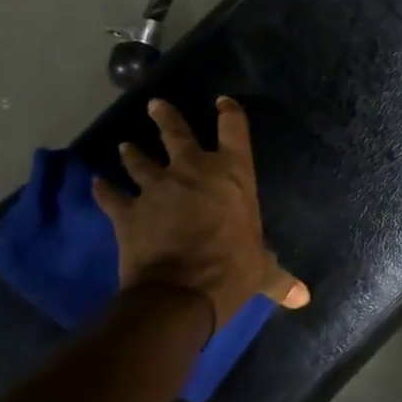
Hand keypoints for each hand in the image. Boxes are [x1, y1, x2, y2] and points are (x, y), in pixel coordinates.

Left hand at [93, 97, 309, 329]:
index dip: (229, 113)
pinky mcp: (127, 212)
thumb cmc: (232, 270)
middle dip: (165, 117)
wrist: (180, 293)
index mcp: (233, 174)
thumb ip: (280, 278)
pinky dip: (104, 190)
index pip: (233, 129)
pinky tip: (98, 184)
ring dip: (132, 153)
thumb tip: (303, 298)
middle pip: (176, 133)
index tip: (223, 103)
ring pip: (139, 160)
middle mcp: (193, 171)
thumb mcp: (262, 272)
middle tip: (155, 105)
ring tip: (125, 145)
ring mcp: (156, 188)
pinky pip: (111, 196)